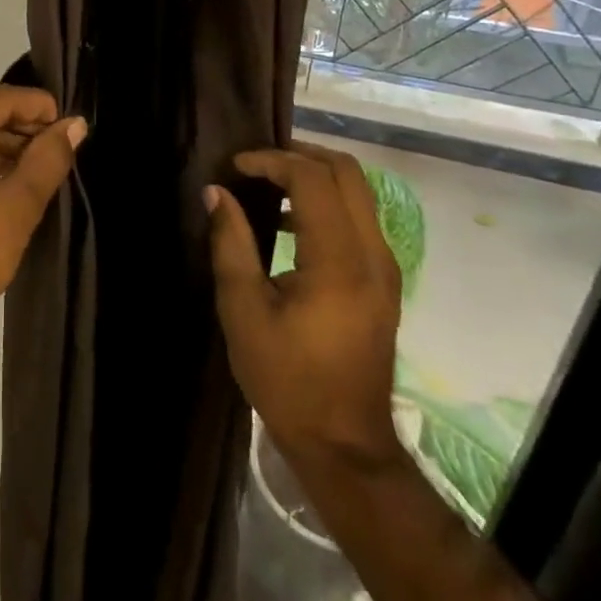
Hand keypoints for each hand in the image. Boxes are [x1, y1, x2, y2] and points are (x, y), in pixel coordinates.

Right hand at [205, 143, 403, 475]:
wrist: (344, 444)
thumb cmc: (286, 379)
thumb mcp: (243, 310)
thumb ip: (230, 243)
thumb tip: (215, 193)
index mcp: (338, 261)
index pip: (312, 179)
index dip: (271, 161)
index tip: (234, 167)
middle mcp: (372, 254)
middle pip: (347, 173)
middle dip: (299, 155)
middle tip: (255, 164)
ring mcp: (385, 267)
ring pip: (358, 192)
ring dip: (314, 176)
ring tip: (266, 185)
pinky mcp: (383, 281)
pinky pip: (359, 217)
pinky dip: (325, 201)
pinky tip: (287, 222)